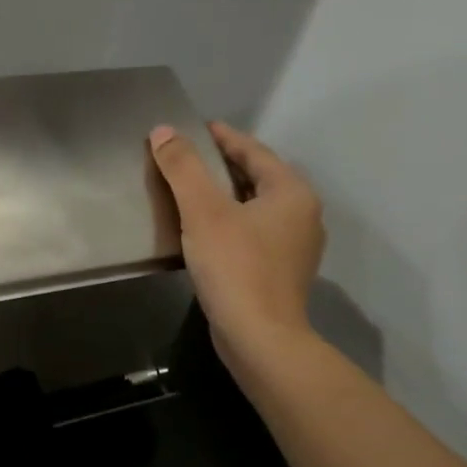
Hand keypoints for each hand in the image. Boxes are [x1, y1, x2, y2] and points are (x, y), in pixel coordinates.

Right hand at [147, 122, 325, 385]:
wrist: (259, 338)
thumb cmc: (235, 267)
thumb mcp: (203, 211)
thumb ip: (183, 167)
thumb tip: (163, 131)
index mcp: (291, 192)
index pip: (254, 151)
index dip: (223, 137)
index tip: (194, 128)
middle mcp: (302, 214)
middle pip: (257, 178)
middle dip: (223, 166)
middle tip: (187, 158)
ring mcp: (295, 247)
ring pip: (255, 208)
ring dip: (225, 196)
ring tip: (190, 192)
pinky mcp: (281, 273)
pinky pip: (253, 233)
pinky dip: (230, 223)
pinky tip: (204, 232)